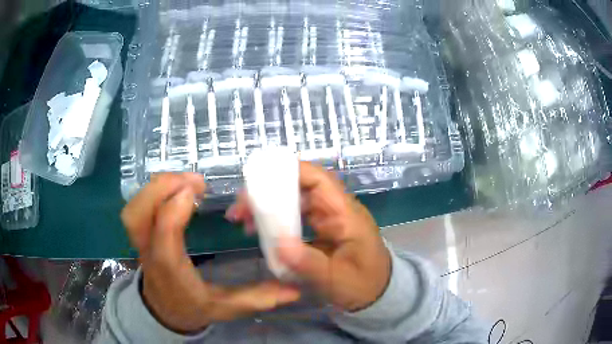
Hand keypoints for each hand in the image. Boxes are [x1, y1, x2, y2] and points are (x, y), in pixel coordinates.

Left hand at [121, 173, 299, 332]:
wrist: (164, 311)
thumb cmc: (192, 307)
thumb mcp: (226, 308)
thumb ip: (256, 298)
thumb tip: (293, 291)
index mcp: (170, 270)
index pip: (164, 236)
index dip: (176, 208)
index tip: (200, 191)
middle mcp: (149, 252)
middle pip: (138, 215)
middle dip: (162, 189)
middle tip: (194, 182)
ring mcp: (141, 241)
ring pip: (134, 207)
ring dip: (158, 187)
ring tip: (186, 181)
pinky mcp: (141, 233)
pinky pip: (138, 206)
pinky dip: (154, 191)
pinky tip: (176, 189)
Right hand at [227, 162, 391, 311]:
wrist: (377, 293)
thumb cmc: (363, 284)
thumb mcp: (336, 278)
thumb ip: (309, 263)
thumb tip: (278, 245)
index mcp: (345, 214)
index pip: (319, 179)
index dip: (290, 172)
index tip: (258, 181)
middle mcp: (335, 209)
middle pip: (300, 187)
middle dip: (268, 192)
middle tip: (240, 208)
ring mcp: (327, 218)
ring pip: (294, 200)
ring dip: (268, 206)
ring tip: (242, 218)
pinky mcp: (321, 228)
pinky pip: (295, 216)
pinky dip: (275, 220)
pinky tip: (258, 229)